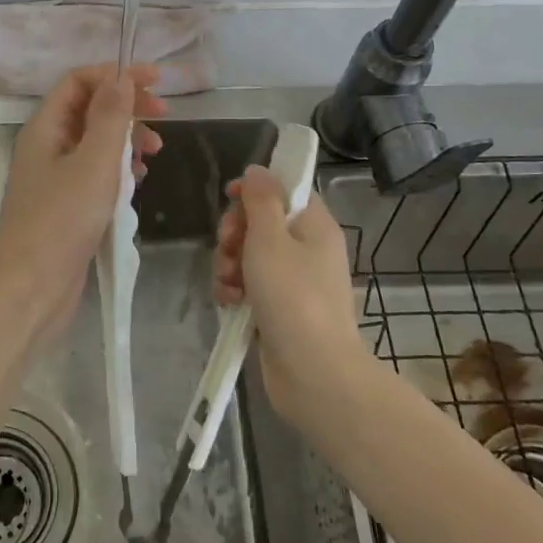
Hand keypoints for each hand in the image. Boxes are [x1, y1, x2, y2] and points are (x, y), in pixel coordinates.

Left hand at [0, 65, 166, 337]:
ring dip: (126, 142)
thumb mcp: (94, 163)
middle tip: (164, 118)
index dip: (116, 75)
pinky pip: (96, 175)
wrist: (31, 289)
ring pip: (95, 144)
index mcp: (45, 128)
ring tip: (154, 155)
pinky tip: (137, 185)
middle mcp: (47, 147)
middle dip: (127, 109)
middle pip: (89, 110)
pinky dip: (119, 172)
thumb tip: (121, 77)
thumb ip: (110, 117)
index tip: (156, 82)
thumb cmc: (62, 221)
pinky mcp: (66, 207)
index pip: (79, 82)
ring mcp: (55, 179)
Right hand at [212, 165, 376, 426]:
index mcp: (314, 225)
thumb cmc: (293, 297)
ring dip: (229, 264)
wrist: (313, 373)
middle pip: (261, 222)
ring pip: (250, 256)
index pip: (285, 190)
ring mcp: (293, 281)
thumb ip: (261, 200)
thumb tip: (258, 169)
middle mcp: (307, 249)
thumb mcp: (270, 239)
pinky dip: (235, 290)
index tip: (229, 198)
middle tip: (228, 246)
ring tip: (228, 283)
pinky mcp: (279, 309)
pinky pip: (250, 286)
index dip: (255, 190)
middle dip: (235, 233)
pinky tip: (228, 302)